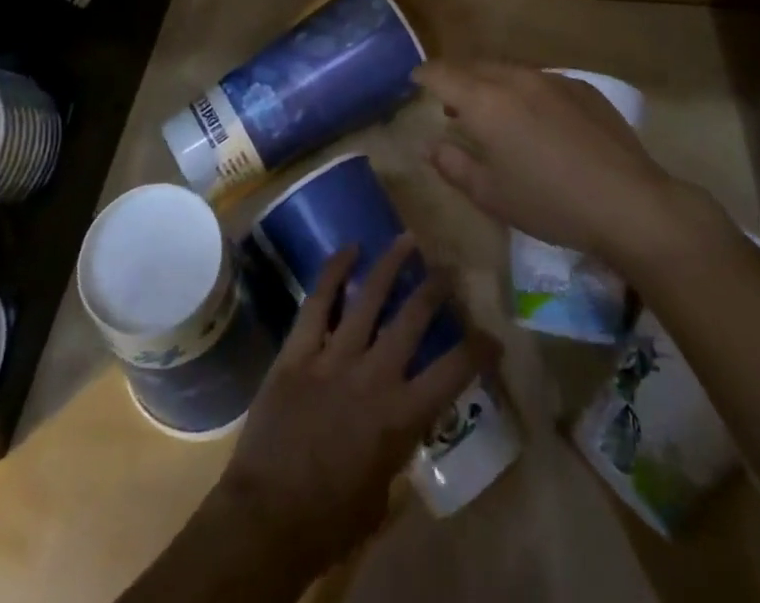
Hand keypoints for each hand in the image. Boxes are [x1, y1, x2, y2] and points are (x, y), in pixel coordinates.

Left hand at [211, 237, 487, 577]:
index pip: (453, 372)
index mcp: (401, 415)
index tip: (492, 335)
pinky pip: (318, 303)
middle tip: (447, 267)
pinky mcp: (298, 351)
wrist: (267, 519)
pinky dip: (332, 272)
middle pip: (412, 318)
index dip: (478, 350)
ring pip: (368, 298)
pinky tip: (347, 249)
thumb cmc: (330, 520)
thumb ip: (396, 446)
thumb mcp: (382, 492)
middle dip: (435, 288)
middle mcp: (374, 376)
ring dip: (390, 265)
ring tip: (406, 240)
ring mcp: (333, 357)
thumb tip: (399, 423)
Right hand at [417, 60, 721, 263]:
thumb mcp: (491, 195)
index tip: (415, 81)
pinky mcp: (582, 87)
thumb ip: (454, 166)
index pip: (442, 74)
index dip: (424, 75)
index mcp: (486, 102)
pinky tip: (536, 120)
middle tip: (449, 102)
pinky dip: (524, 91)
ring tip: (491, 110)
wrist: (629, 203)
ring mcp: (553, 79)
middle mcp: (516, 79)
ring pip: (508, 70)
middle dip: (456, 78)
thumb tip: (431, 146)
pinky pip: (540, 80)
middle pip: (474, 67)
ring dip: (491, 84)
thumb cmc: (550, 204)